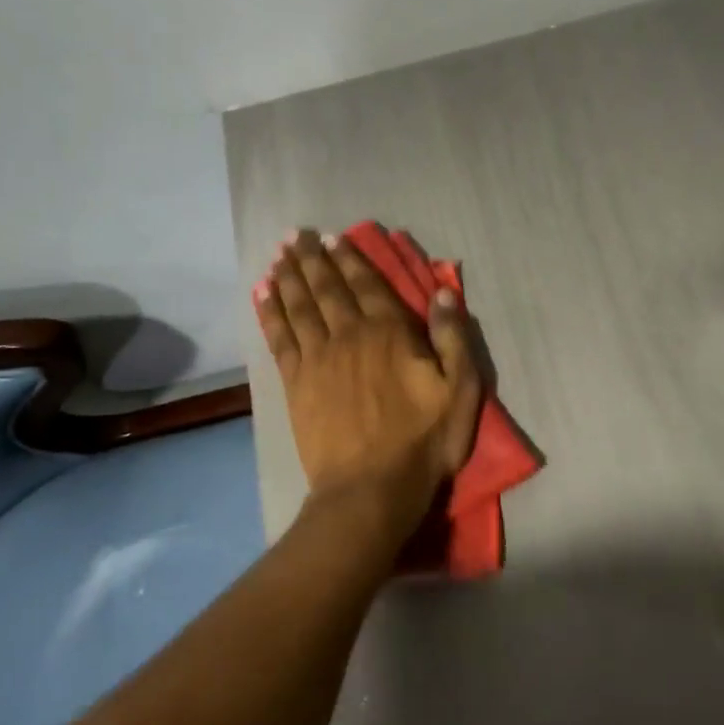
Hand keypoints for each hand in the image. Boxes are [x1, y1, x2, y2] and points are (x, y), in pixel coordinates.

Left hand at [256, 229, 483, 540]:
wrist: (371, 488)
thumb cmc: (423, 442)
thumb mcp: (460, 391)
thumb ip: (452, 338)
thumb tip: (443, 292)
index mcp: (389, 333)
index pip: (367, 284)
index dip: (349, 259)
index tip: (333, 238)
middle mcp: (349, 335)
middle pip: (327, 288)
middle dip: (311, 259)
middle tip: (296, 236)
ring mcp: (317, 358)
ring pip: (299, 306)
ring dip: (288, 277)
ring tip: (278, 255)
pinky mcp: (295, 383)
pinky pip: (279, 337)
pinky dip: (270, 312)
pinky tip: (262, 295)